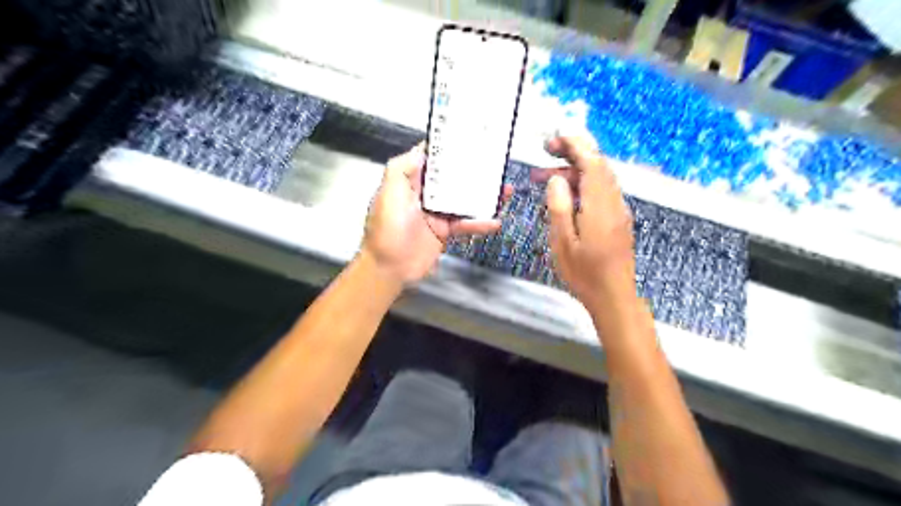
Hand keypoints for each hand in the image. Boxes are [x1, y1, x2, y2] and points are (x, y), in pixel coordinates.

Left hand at [362, 142, 513, 283]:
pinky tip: (494, 221)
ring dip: (483, 196)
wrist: (390, 269)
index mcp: (410, 182)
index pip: (430, 160)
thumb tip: (421, 150)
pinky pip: (465, 224)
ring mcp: (436, 214)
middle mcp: (424, 195)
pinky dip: (480, 223)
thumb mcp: (389, 194)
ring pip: (464, 200)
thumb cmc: (385, 231)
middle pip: (452, 179)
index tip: (467, 139)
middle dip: (472, 171)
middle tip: (494, 164)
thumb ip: (402, 169)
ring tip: (503, 191)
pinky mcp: (444, 231)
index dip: (447, 149)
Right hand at [534, 135, 632, 307]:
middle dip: (573, 152)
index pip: (592, 163)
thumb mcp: (563, 243)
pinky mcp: (618, 219)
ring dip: (574, 170)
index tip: (556, 137)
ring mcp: (618, 210)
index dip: (575, 145)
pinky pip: (602, 190)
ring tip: (545, 177)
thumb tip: (557, 179)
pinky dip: (583, 183)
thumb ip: (559, 207)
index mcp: (600, 206)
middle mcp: (614, 203)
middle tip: (546, 151)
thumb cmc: (585, 274)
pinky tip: (566, 194)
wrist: (614, 296)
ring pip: (599, 177)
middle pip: (598, 165)